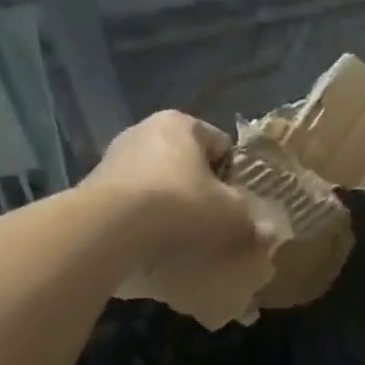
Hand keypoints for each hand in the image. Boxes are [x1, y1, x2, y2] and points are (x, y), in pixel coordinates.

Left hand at [89, 111, 276, 268]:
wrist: (110, 228)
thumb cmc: (180, 205)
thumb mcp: (230, 215)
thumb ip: (252, 221)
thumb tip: (271, 233)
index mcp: (181, 123)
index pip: (221, 145)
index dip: (234, 176)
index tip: (238, 204)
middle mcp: (145, 130)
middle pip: (187, 163)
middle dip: (201, 189)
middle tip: (213, 222)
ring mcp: (115, 156)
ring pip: (158, 181)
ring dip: (171, 204)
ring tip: (182, 236)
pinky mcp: (93, 185)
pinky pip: (132, 200)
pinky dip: (145, 217)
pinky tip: (153, 241)